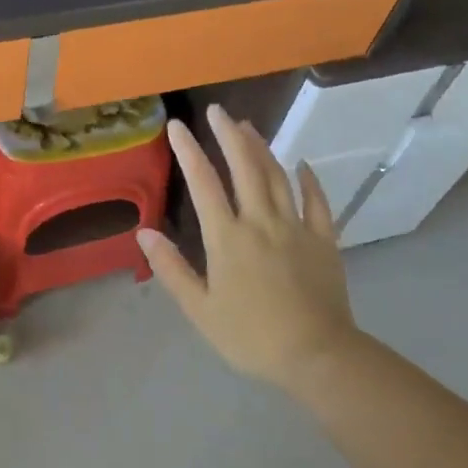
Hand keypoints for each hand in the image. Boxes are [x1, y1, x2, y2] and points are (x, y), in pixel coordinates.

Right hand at [137, 104, 358, 392]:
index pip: (203, 182)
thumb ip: (172, 269)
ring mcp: (295, 227)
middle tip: (217, 111)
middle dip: (228, 134)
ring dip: (261, 147)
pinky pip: (316, 201)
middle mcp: (260, 221)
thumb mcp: (201, 309)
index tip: (177, 126)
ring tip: (248, 126)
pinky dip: (308, 179)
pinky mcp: (323, 240)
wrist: (318, 356)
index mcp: (227, 237)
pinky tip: (301, 164)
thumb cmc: (251, 336)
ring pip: (276, 176)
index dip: (188, 150)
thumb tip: (145, 232)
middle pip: (243, 167)